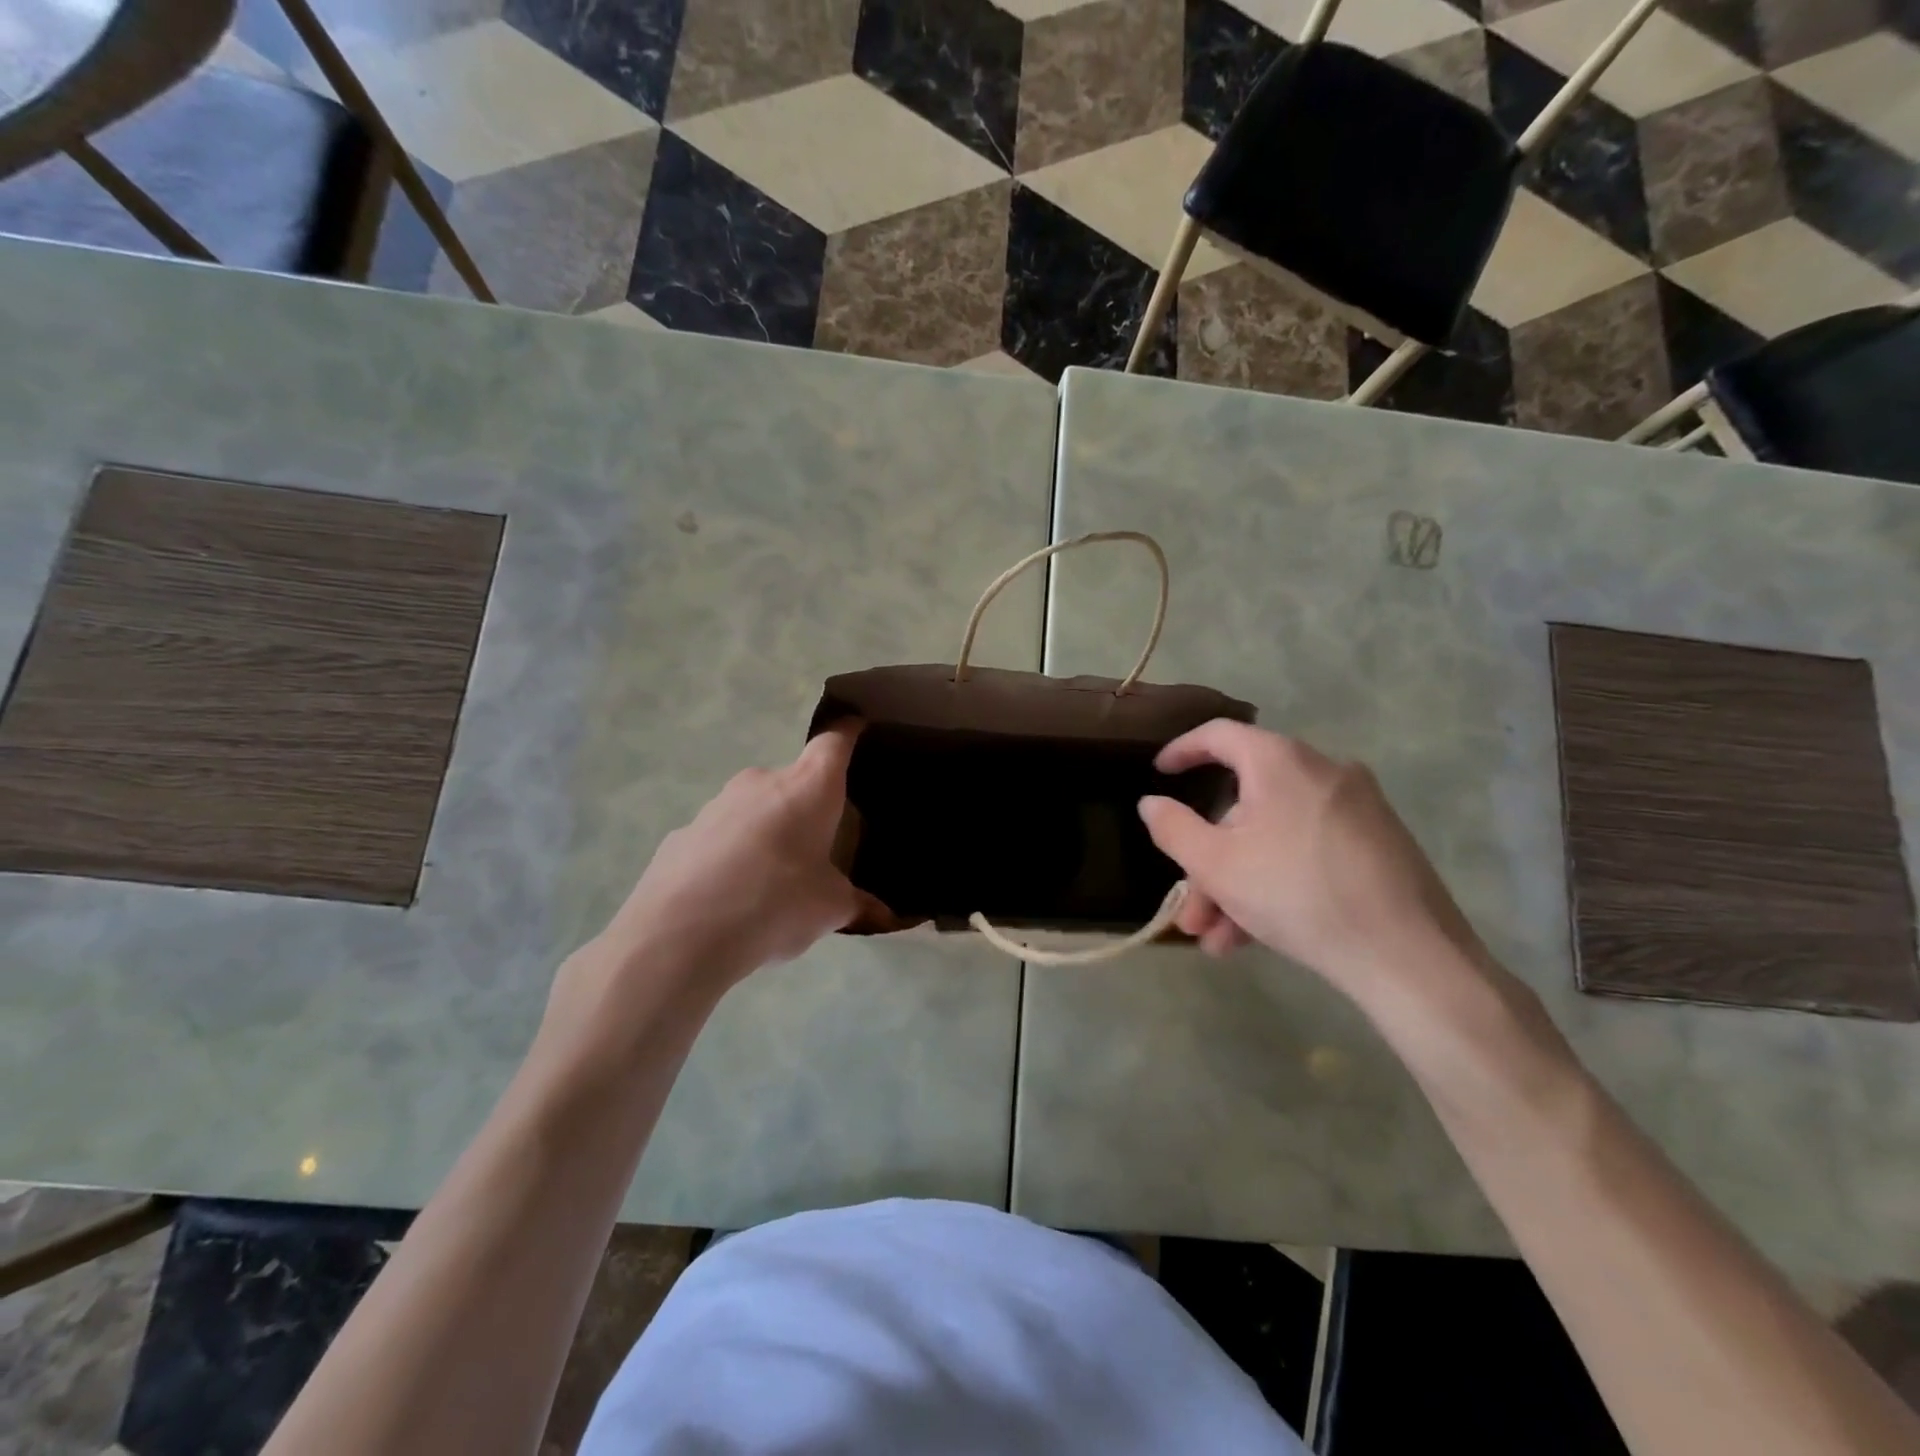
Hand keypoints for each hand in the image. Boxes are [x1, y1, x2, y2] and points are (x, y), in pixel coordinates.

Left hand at [597, 723, 877, 992]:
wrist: (678, 936)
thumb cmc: (774, 905)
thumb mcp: (829, 910)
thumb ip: (857, 903)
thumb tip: (883, 915)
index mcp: (808, 788)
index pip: (834, 742)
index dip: (848, 733)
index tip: (857, 728)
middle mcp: (762, 782)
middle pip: (794, 781)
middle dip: (808, 806)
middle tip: (820, 845)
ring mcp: (717, 804)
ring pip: (756, 808)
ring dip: (769, 831)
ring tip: (773, 879)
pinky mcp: (683, 833)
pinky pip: (722, 836)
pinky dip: (734, 854)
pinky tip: (732, 894)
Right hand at [1138, 721, 1486, 1010]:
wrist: (1409, 956)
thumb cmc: (1297, 894)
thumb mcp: (1216, 865)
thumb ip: (1173, 828)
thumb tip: (1152, 804)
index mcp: (1280, 762)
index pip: (1220, 735)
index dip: (1182, 751)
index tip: (1160, 774)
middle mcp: (1321, 771)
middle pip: (1245, 805)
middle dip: (1209, 861)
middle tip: (1191, 906)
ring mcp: (1356, 808)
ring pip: (1274, 837)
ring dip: (1238, 884)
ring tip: (1218, 940)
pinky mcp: (1378, 843)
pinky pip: (1307, 851)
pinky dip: (1276, 883)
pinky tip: (1255, 937)